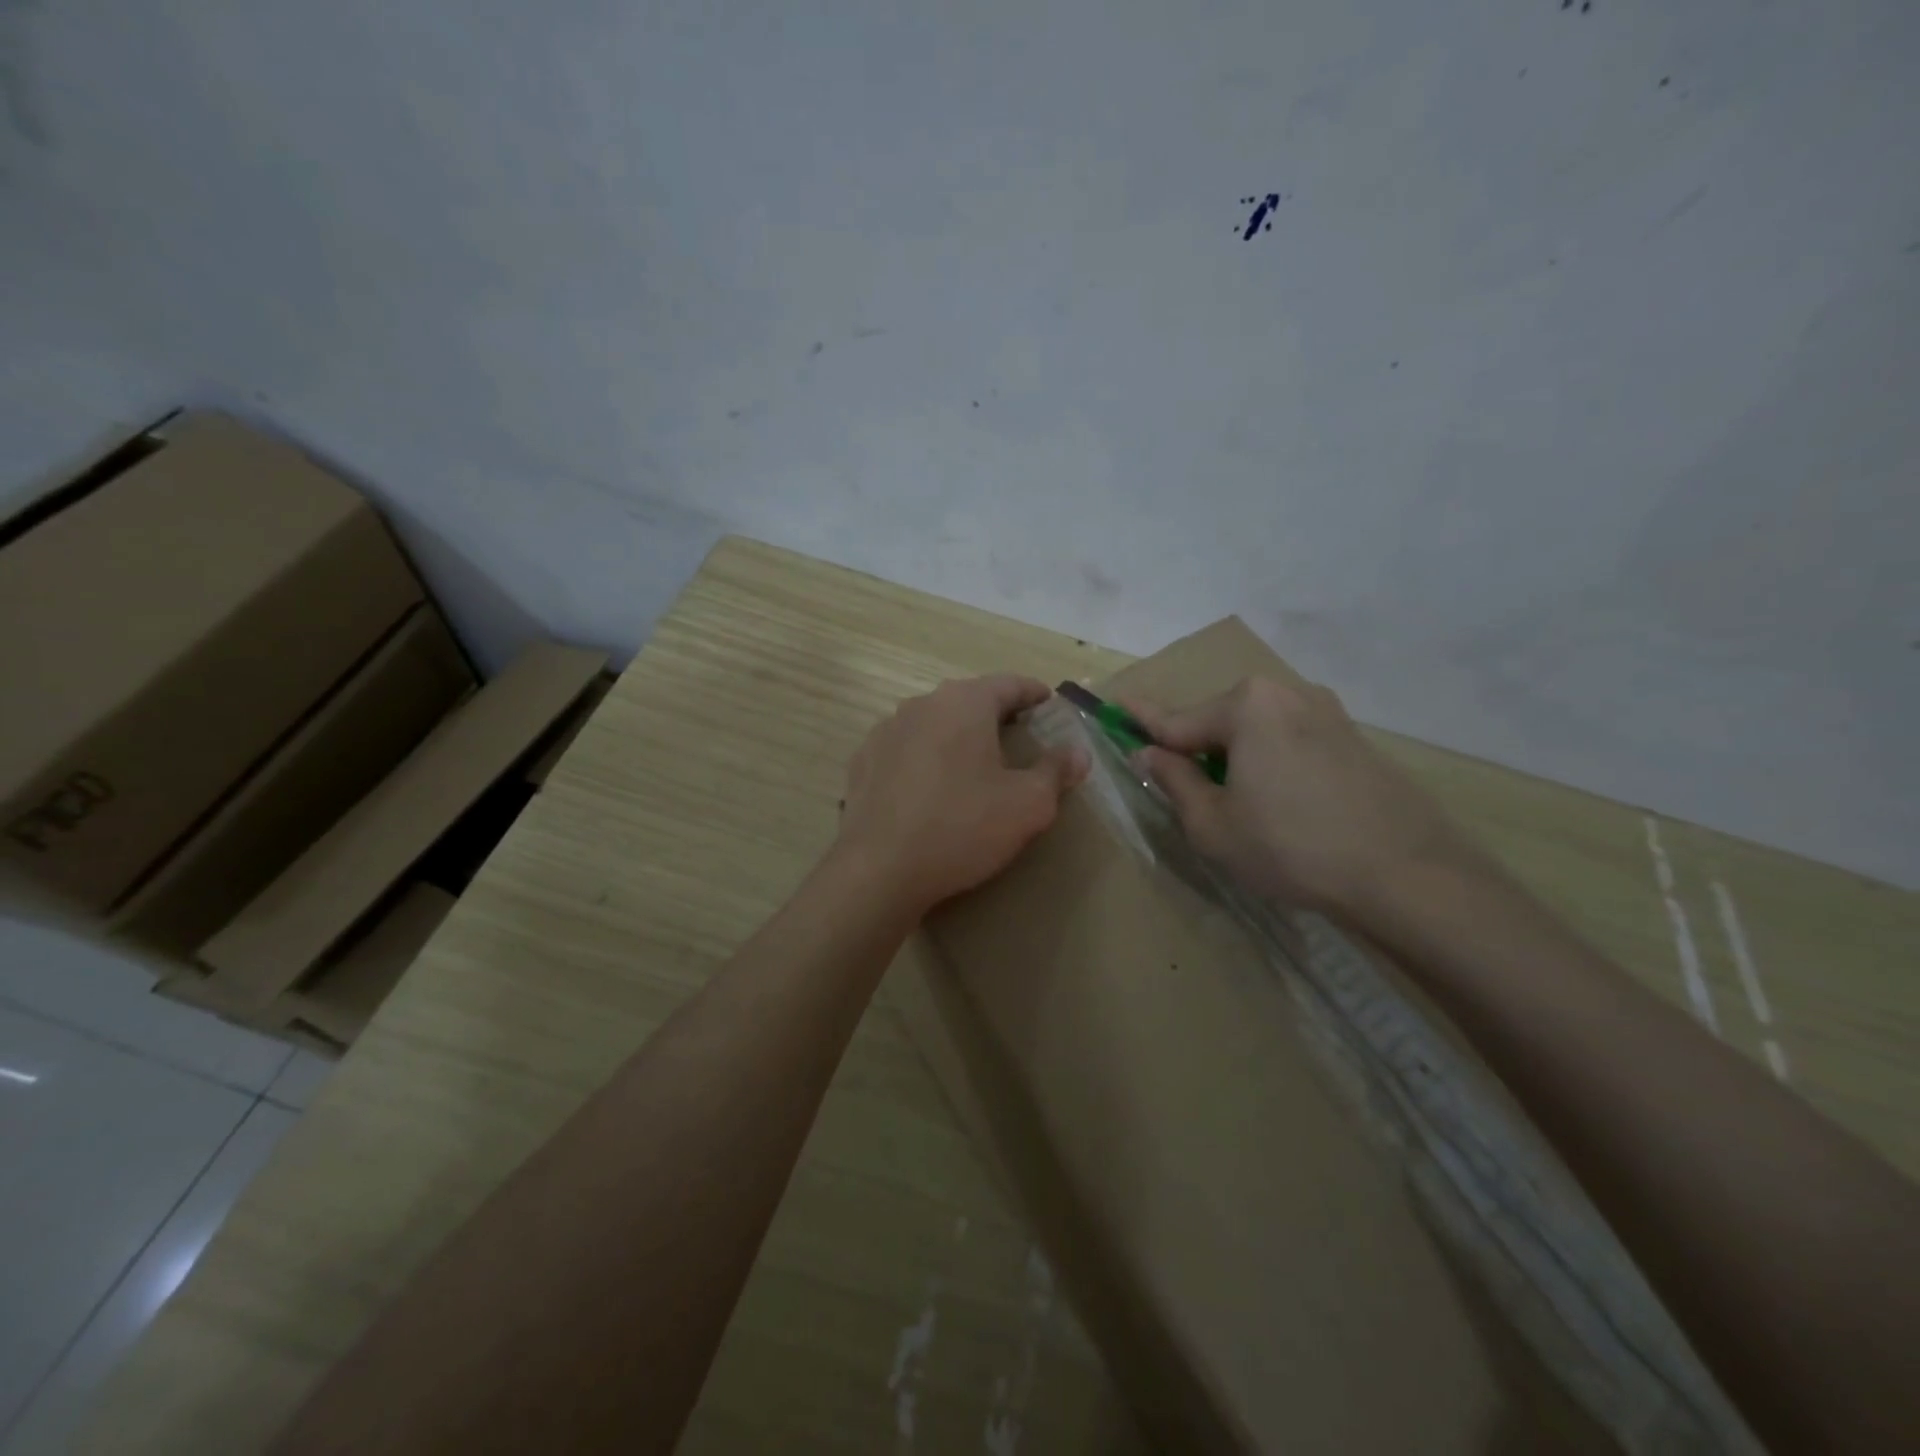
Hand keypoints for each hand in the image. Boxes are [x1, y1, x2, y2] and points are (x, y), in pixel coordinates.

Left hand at [836, 675, 1087, 917]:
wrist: (879, 870)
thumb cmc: (962, 827)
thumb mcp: (1027, 804)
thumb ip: (1055, 771)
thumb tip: (1077, 752)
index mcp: (964, 703)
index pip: (1009, 684)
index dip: (1035, 693)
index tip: (1050, 705)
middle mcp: (921, 705)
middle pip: (968, 700)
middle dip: (996, 715)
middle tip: (1019, 738)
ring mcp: (885, 731)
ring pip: (933, 724)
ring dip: (957, 736)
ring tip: (974, 764)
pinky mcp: (862, 762)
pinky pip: (905, 750)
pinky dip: (924, 759)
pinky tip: (931, 788)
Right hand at [1125, 677, 1480, 916]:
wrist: (1407, 874)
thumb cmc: (1290, 846)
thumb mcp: (1212, 824)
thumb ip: (1174, 780)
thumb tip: (1148, 754)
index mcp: (1246, 706)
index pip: (1176, 718)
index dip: (1139, 720)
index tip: (1111, 705)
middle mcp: (1286, 693)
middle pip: (1219, 720)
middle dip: (1196, 747)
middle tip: (1184, 788)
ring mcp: (1327, 712)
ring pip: (1258, 730)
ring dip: (1236, 757)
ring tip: (1239, 804)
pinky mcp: (1355, 738)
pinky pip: (1292, 740)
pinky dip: (1272, 762)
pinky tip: (1282, 803)